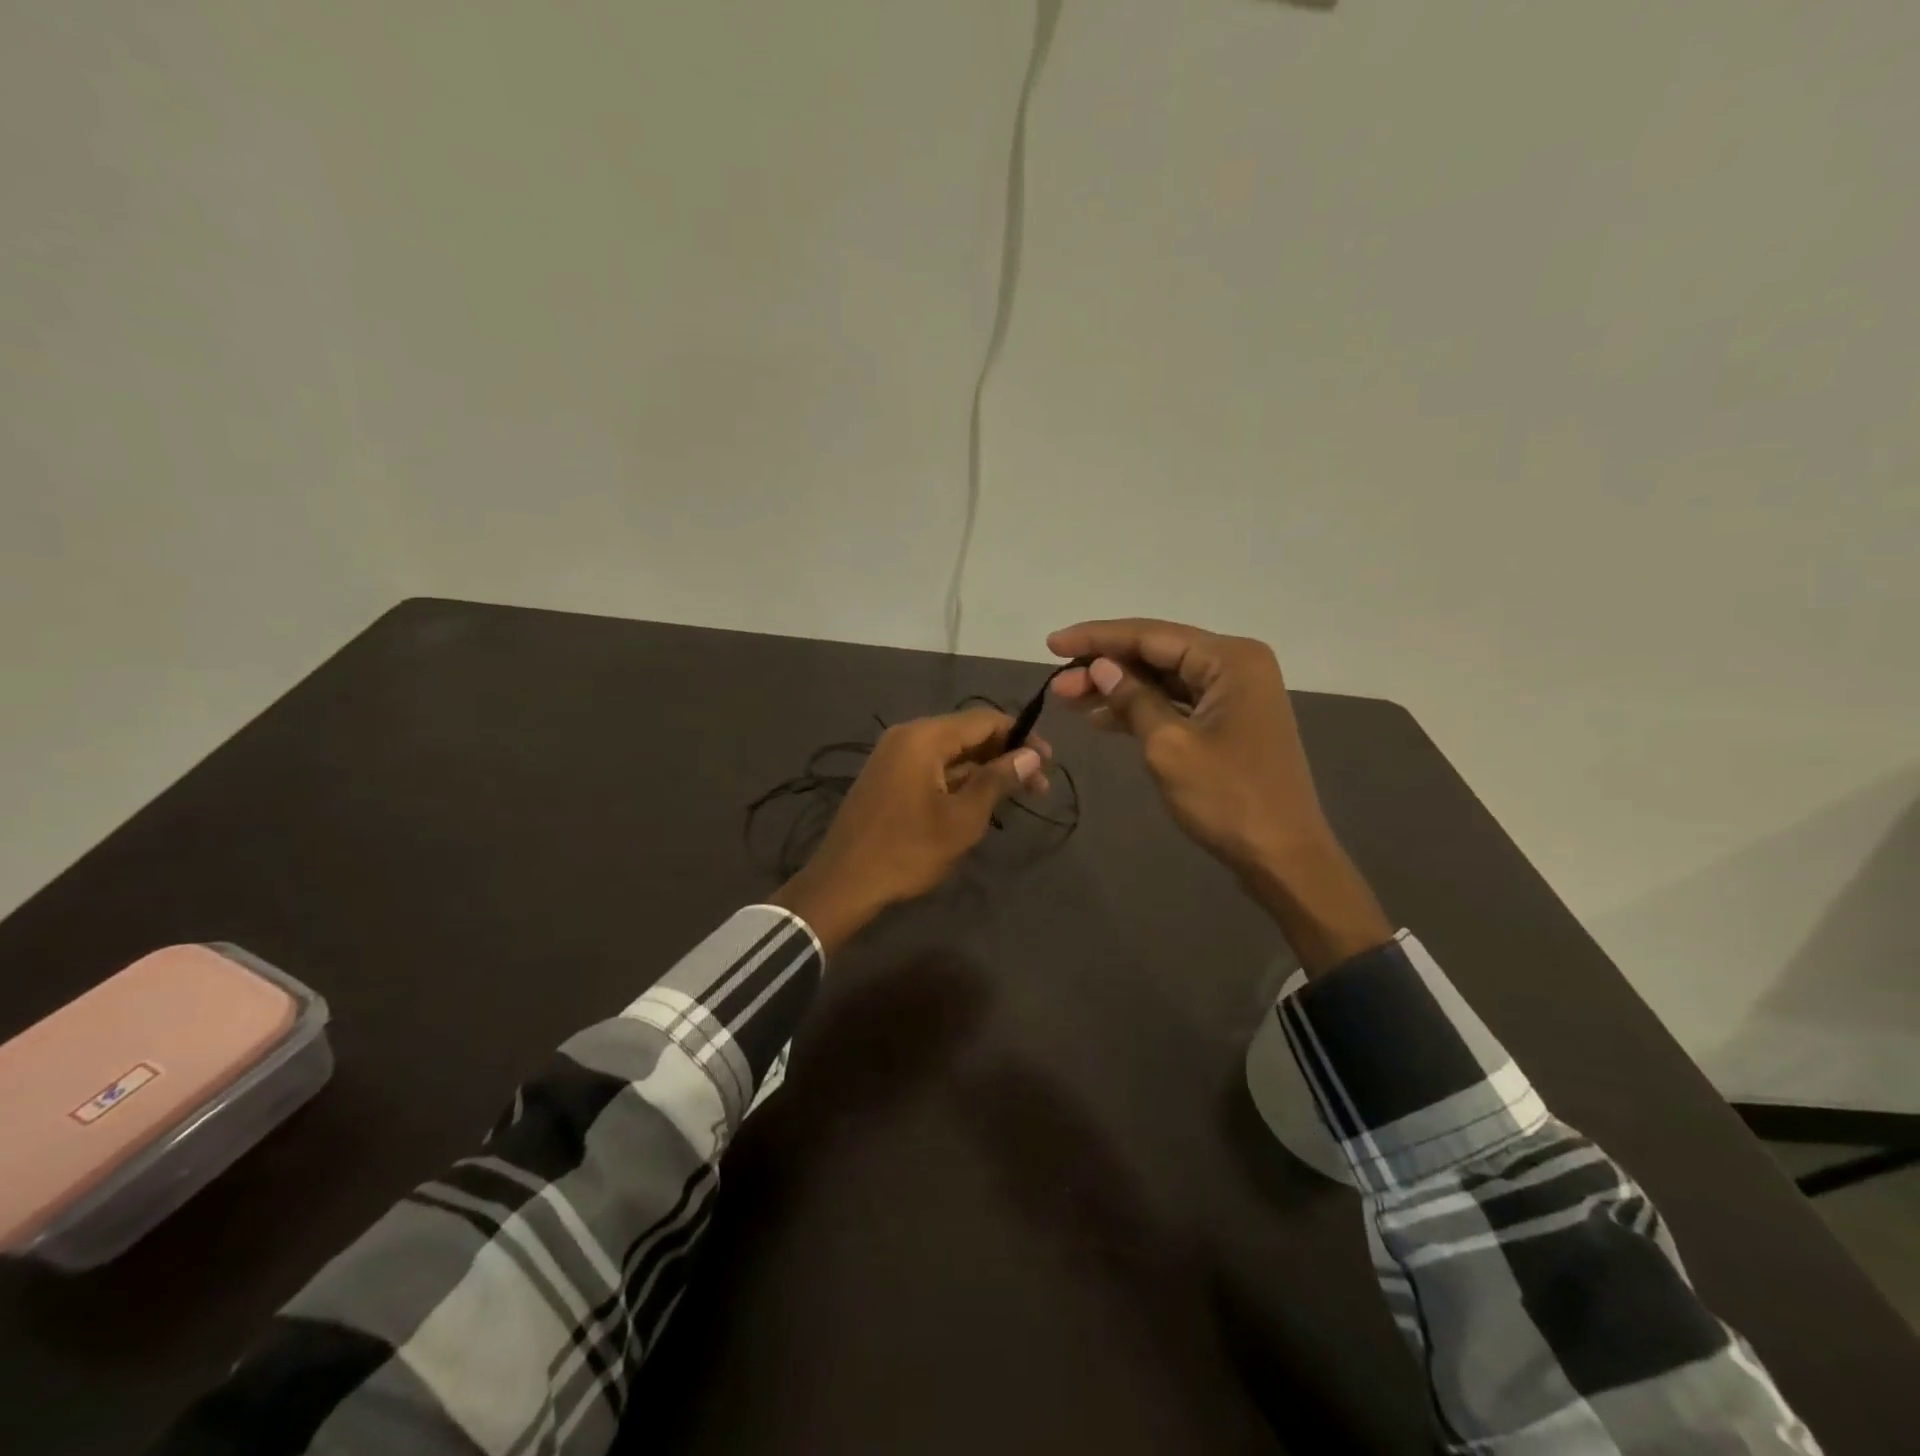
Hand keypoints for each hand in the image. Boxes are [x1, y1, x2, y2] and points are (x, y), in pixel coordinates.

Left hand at [770, 708, 1046, 954]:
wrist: (844, 883)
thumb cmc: (908, 850)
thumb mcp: (963, 818)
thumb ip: (997, 780)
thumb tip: (1031, 755)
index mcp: (924, 737)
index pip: (984, 720)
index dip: (1021, 736)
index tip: (1049, 762)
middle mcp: (906, 735)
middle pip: (967, 733)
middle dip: (1005, 755)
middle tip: (1037, 786)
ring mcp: (893, 756)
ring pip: (950, 752)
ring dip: (983, 769)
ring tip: (1015, 795)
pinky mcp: (887, 777)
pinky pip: (931, 766)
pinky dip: (959, 778)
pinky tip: (979, 800)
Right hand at [1047, 617, 1390, 973]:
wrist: (1283, 856)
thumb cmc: (1228, 799)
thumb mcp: (1169, 746)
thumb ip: (1133, 699)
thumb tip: (1101, 667)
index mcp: (1230, 659)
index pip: (1150, 635)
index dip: (1097, 638)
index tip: (1052, 644)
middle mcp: (1236, 665)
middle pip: (1157, 654)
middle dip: (1104, 667)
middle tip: (1057, 686)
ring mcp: (1235, 694)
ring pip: (1164, 679)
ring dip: (1118, 689)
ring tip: (1068, 699)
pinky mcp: (1229, 721)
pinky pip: (1177, 703)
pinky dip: (1141, 709)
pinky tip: (1102, 718)